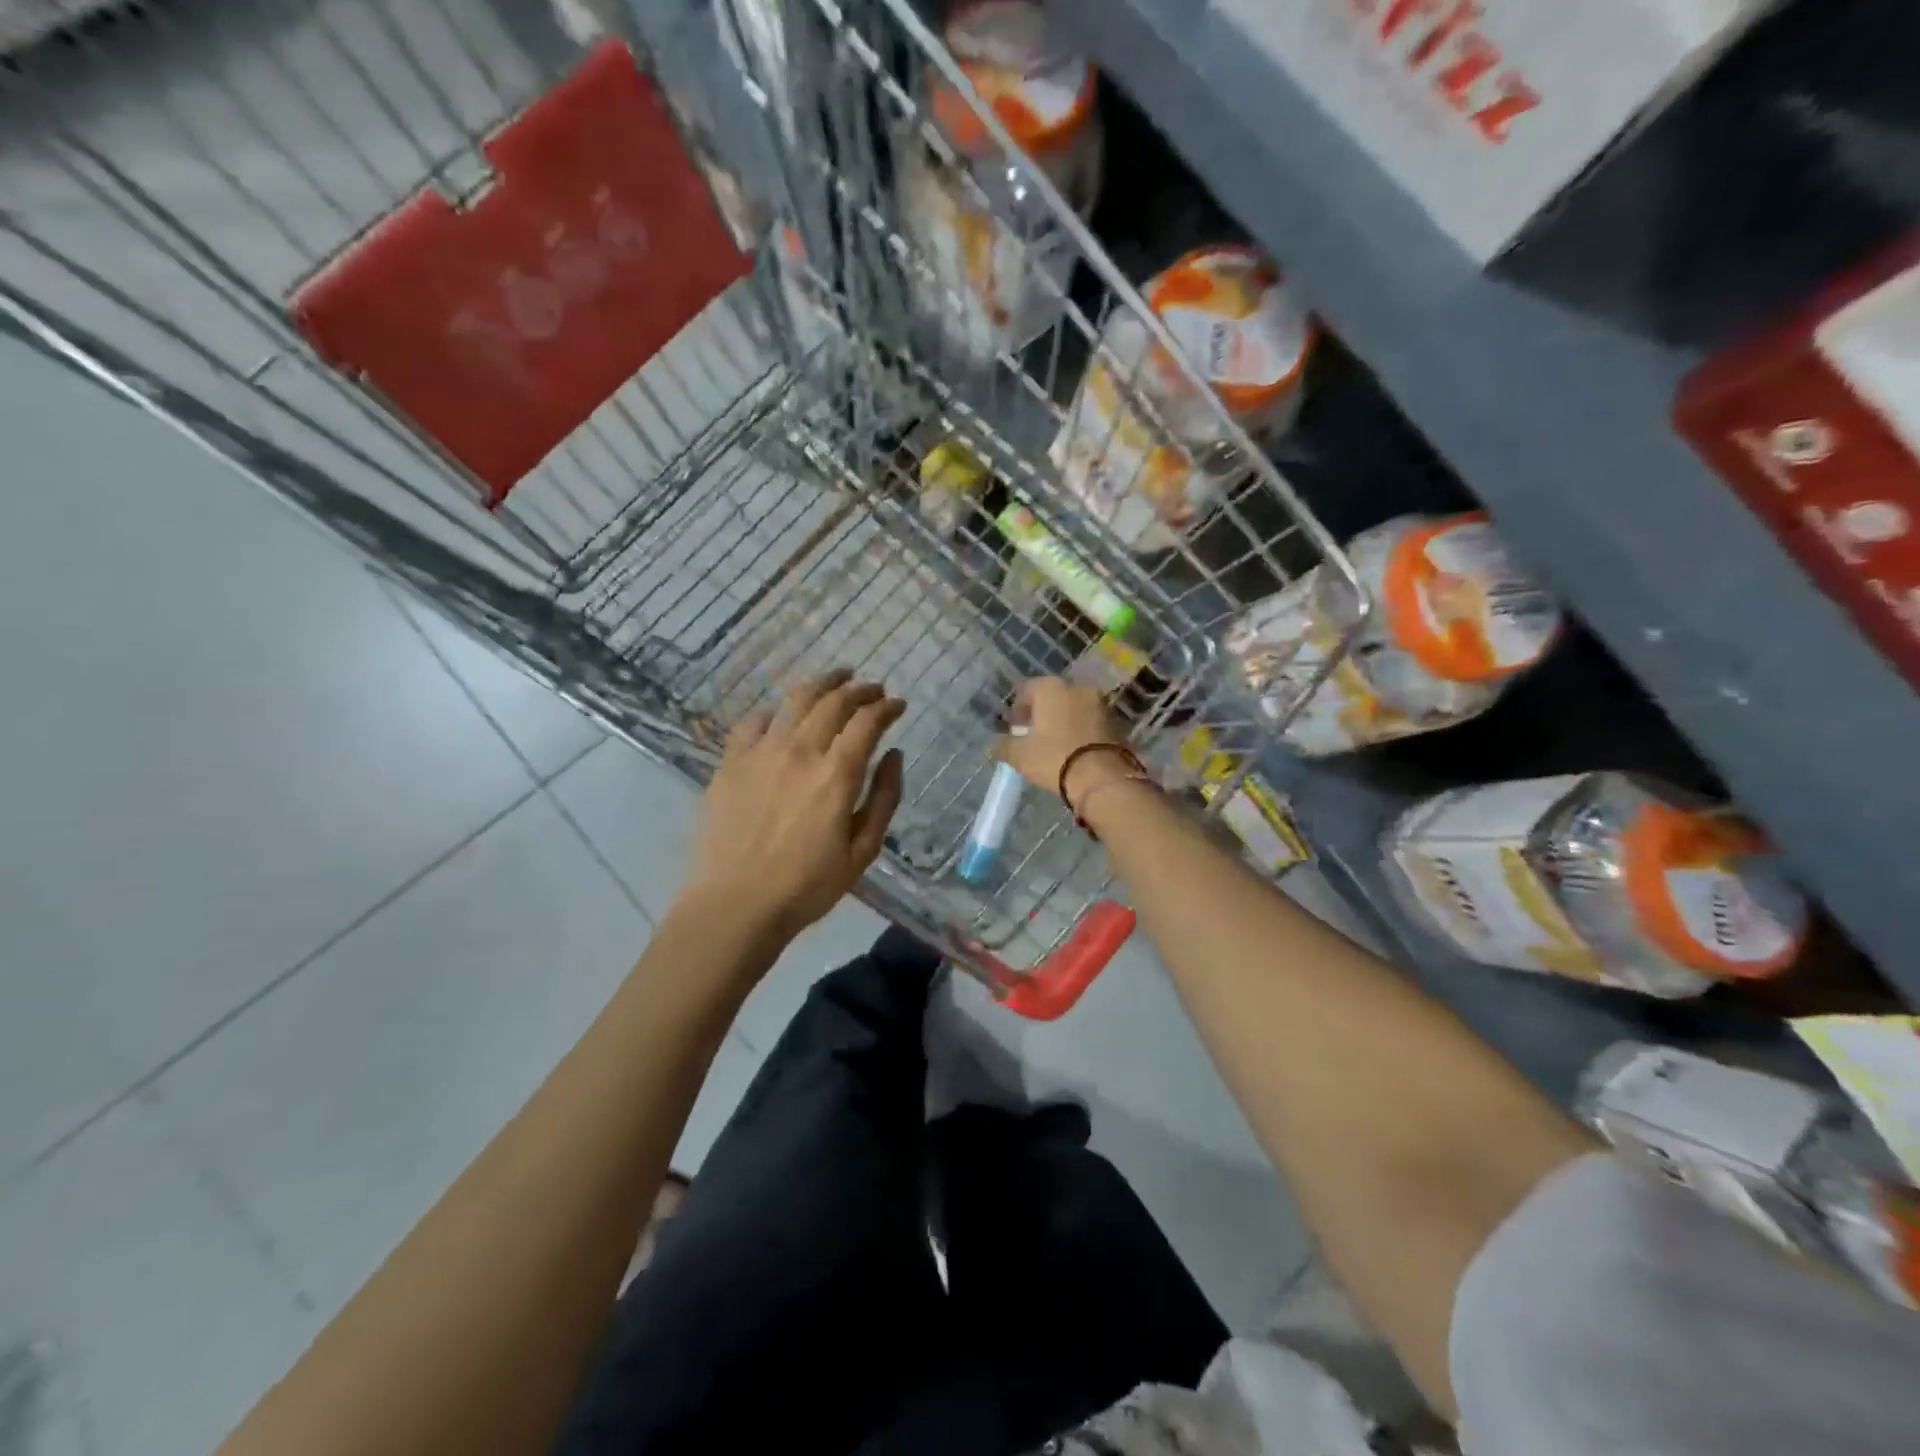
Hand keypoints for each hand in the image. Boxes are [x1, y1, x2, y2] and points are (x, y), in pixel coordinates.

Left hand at [683, 670, 905, 942]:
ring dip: (821, 684)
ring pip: (795, 701)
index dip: (886, 707)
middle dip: (859, 689)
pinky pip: (753, 723)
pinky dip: (773, 713)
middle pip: (833, 701)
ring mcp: (761, 753)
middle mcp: (800, 751)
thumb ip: (885, 798)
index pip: (867, 721)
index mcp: (836, 775)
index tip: (898, 705)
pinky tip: (780, 718)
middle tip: (872, 689)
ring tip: (835, 680)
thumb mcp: (863, 851)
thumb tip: (894, 755)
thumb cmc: (807, 886)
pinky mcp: (730, 762)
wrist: (735, 904)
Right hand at [995, 677, 1128, 806]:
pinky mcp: (1115, 722)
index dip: (1018, 709)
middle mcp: (1077, 688)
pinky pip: (1090, 722)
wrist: (1103, 778)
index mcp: (1051, 688)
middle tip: (1034, 736)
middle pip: (1053, 696)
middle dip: (1042, 713)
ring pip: (1074, 708)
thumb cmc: (1054, 758)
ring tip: (1054, 745)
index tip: (1015, 728)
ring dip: (1063, 721)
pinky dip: (1080, 730)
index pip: (1027, 689)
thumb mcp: (1020, 755)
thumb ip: (1003, 746)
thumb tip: (995, 745)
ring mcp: (1100, 704)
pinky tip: (1074, 750)